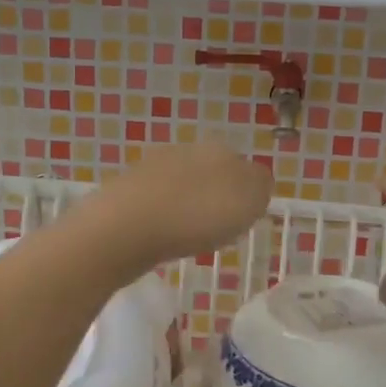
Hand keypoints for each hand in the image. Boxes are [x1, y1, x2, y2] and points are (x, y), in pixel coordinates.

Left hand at [79, 141, 272, 271]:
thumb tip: (257, 182)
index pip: (244, 168)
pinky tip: (161, 237)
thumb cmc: (196, 216)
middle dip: (215, 198)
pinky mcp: (126, 190)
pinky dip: (163, 219)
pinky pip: (157, 204)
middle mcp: (184, 150)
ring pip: (182, 187)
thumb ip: (260, 187)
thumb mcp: (248, 202)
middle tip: (217, 230)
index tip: (243, 220)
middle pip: (211, 174)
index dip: (247, 195)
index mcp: (218, 149)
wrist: (125, 227)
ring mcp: (151, 168)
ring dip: (187, 208)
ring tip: (189, 237)